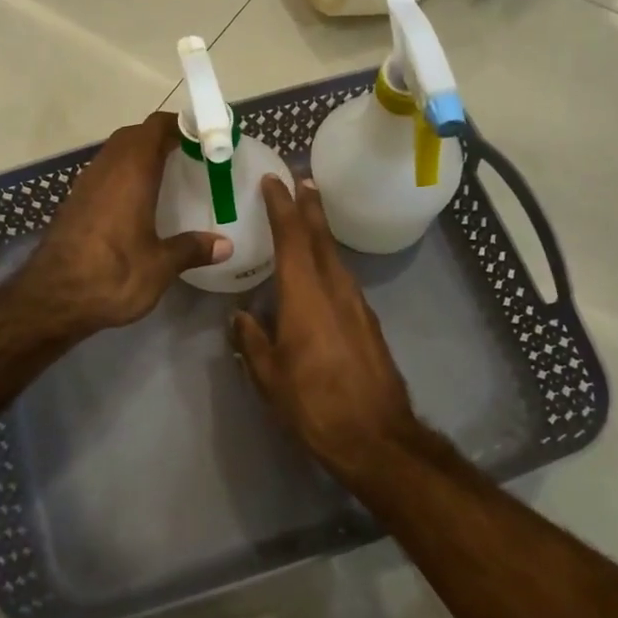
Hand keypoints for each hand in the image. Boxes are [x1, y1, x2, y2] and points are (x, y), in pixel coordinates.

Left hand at [14, 112, 227, 337]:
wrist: (51, 300)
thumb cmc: (112, 276)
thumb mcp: (160, 266)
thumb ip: (191, 249)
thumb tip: (225, 245)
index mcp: (131, 173)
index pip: (155, 128)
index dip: (180, 124)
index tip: (203, 136)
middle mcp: (106, 170)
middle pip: (134, 135)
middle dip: (160, 137)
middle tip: (189, 155)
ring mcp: (85, 185)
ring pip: (115, 153)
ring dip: (139, 154)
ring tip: (167, 174)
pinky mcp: (73, 203)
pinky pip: (103, 174)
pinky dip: (123, 174)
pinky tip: (137, 201)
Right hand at [231, 176, 434, 480]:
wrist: (376, 437)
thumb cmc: (315, 405)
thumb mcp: (270, 377)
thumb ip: (253, 341)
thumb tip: (241, 317)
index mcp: (306, 296)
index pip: (293, 238)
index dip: (282, 207)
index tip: (274, 181)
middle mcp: (335, 290)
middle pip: (322, 238)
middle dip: (310, 207)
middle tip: (301, 181)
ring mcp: (357, 305)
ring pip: (336, 256)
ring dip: (322, 232)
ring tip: (309, 216)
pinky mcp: (368, 323)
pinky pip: (344, 278)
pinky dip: (330, 260)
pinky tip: (321, 269)